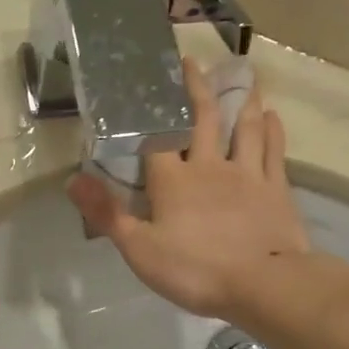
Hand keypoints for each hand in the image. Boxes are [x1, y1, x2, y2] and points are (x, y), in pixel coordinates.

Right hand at [67, 62, 312, 321]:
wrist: (264, 285)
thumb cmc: (195, 270)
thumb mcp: (139, 249)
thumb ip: (107, 213)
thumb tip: (72, 180)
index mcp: (173, 180)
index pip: (157, 137)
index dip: (152, 110)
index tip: (148, 83)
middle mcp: (210, 166)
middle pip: (204, 119)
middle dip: (196, 90)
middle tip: (192, 62)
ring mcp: (247, 175)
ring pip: (244, 128)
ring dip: (242, 102)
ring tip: (242, 80)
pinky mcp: (276, 189)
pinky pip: (273, 152)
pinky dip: (272, 131)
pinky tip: (272, 117)